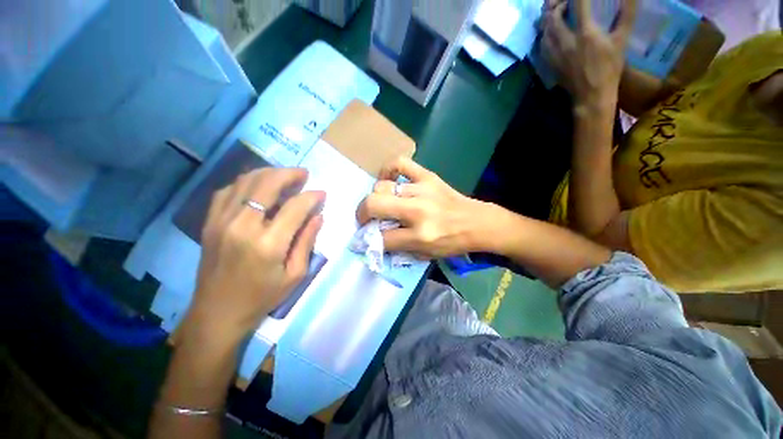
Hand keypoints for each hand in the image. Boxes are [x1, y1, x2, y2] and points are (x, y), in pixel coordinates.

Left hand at [186, 168, 324, 344]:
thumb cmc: (262, 297)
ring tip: (285, 176)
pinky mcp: (209, 222)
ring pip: (246, 181)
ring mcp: (221, 221)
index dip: (312, 196)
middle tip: (304, 174)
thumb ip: (307, 241)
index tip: (322, 194)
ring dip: (269, 173)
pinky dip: (246, 182)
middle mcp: (242, 226)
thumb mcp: (295, 274)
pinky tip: (258, 186)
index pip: (295, 207)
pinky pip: (227, 190)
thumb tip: (318, 215)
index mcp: (268, 244)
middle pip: (267, 184)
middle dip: (290, 174)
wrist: (217, 313)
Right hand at [356, 157, 495, 258]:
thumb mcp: (426, 254)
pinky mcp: (428, 177)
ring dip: (377, 197)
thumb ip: (399, 247)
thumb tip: (374, 238)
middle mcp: (418, 211)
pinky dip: (389, 169)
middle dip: (362, 213)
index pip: (382, 237)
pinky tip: (388, 179)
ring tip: (382, 202)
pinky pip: (401, 164)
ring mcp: (422, 190)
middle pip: (374, 205)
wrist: (477, 223)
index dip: (369, 239)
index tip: (366, 236)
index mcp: (419, 236)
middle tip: (366, 218)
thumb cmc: (452, 242)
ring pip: (383, 186)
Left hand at [542, 0, 636, 110]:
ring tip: (556, 16)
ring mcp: (555, 55)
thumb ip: (626, 15)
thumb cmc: (609, 68)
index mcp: (585, 34)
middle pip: (553, 17)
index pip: (578, 5)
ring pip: (545, 32)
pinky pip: (542, 46)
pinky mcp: (550, 64)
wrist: (591, 96)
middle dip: (557, 6)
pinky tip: (550, 34)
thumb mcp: (621, 41)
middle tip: (564, 4)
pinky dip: (545, 36)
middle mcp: (566, 42)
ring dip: (549, 21)